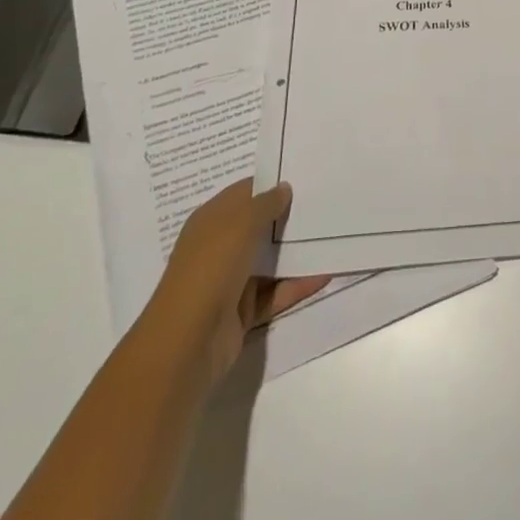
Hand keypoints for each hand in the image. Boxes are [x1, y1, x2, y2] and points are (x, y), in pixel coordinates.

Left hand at [146, 179, 329, 383]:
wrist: (187, 343)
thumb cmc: (211, 268)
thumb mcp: (241, 223)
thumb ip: (266, 203)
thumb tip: (284, 187)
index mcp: (212, 221)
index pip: (245, 194)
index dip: (272, 183)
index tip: (306, 176)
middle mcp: (220, 248)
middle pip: (259, 227)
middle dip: (289, 216)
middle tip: (326, 202)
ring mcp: (231, 282)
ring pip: (270, 261)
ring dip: (297, 252)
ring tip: (332, 235)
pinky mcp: (243, 312)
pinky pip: (276, 293)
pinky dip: (298, 285)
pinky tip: (326, 273)